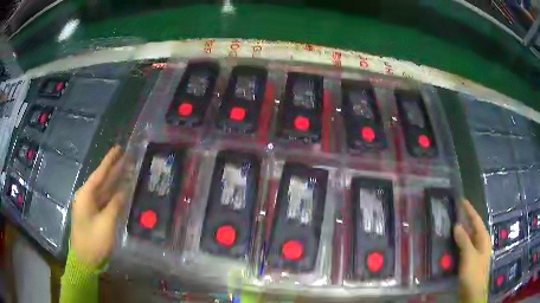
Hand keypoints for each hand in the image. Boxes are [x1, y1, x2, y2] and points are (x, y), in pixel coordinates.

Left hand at [71, 146, 125, 267]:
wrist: (85, 259)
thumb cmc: (94, 240)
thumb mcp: (106, 223)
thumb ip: (115, 205)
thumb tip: (124, 191)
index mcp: (86, 195)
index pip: (99, 174)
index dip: (110, 161)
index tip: (118, 148)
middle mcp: (87, 197)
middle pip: (102, 179)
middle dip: (114, 168)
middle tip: (126, 156)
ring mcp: (90, 206)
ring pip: (104, 190)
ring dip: (115, 180)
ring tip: (126, 169)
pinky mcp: (94, 214)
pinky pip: (105, 200)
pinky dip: (113, 194)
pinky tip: (121, 189)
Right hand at [454, 199, 491, 302]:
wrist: (473, 293)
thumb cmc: (474, 272)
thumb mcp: (469, 255)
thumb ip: (463, 240)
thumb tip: (456, 225)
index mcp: (483, 238)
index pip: (476, 219)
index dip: (469, 209)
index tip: (461, 200)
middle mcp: (480, 242)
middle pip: (472, 228)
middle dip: (464, 220)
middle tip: (453, 212)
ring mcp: (475, 252)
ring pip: (468, 238)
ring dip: (460, 232)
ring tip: (450, 226)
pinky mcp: (470, 261)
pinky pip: (464, 248)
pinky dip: (458, 244)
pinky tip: (451, 244)